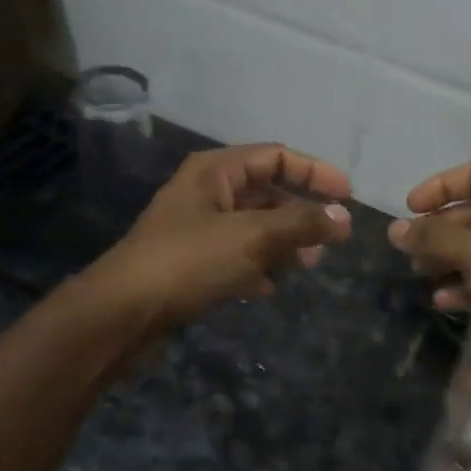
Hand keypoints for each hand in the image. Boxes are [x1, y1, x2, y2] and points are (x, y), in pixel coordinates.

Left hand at [90, 142, 352, 328]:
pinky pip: (234, 256)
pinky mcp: (190, 264)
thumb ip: (301, 225)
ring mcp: (196, 229)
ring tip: (307, 266)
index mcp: (215, 171)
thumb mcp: (252, 238)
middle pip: (266, 193)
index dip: (314, 172)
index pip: (275, 157)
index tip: (348, 196)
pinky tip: (266, 289)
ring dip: (282, 243)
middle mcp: (205, 193)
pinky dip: (255, 267)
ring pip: (252, 227)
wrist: (122, 314)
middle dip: (300, 214)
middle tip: (330, 239)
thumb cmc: (188, 262)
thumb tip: (344, 217)